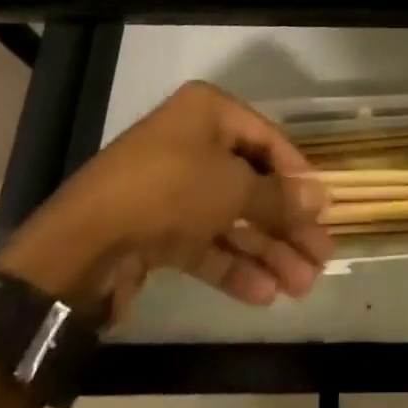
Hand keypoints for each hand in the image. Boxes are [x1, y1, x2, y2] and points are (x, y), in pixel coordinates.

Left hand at [0, 82, 331, 317]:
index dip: (298, 175)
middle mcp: (192, 143)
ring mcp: (172, 188)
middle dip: (286, 224)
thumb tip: (320, 198)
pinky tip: (265, 294)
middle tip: (322, 260)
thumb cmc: (169, 190)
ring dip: (266, 250)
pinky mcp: (157, 230)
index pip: (267, 140)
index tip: (326, 210)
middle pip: (251, 183)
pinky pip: (205, 243)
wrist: (81, 245)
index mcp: (208, 113)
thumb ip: (278, 197)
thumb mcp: (232, 189)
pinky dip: (233, 265)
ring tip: (302, 287)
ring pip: (230, 218)